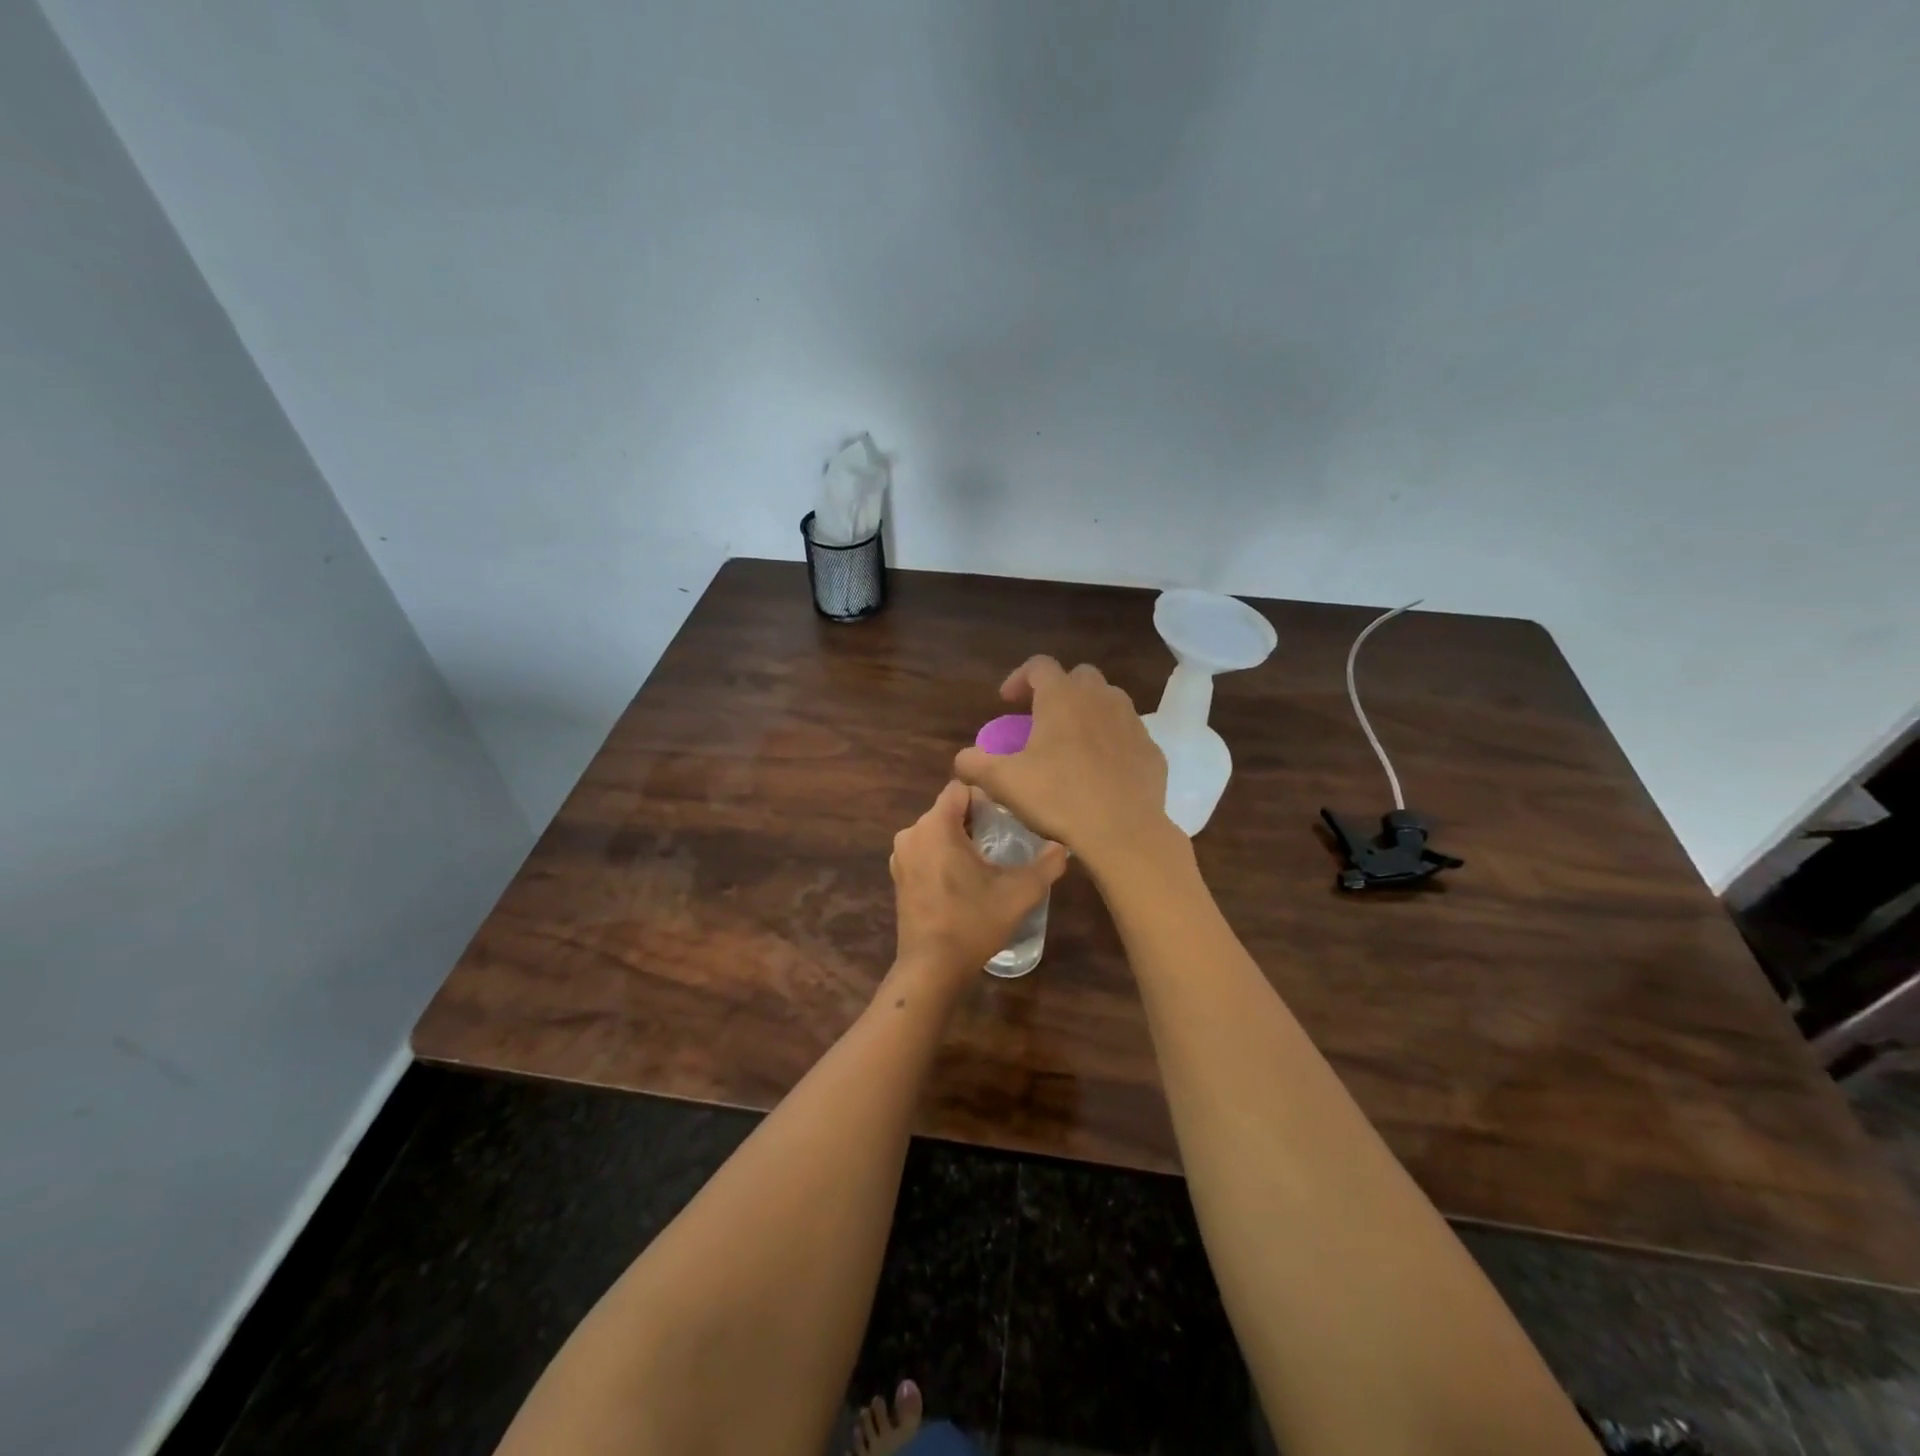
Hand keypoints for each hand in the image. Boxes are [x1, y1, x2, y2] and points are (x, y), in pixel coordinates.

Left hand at [890, 781, 1067, 978]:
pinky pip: (925, 852)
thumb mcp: (1019, 893)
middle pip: (947, 810)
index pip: (960, 789)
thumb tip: (1063, 847)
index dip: (985, 798)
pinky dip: (942, 857)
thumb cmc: (974, 921)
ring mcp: (901, 857)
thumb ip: (1046, 865)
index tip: (1005, 819)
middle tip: (1002, 842)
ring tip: (985, 863)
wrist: (932, 967)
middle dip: (974, 821)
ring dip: (958, 840)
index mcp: (936, 826)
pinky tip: (962, 882)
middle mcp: (912, 833)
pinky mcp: (898, 878)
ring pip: (935, 832)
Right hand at [952, 657, 1175, 874]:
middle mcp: (1100, 698)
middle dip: (1058, 691)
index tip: (1007, 703)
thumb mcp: (1003, 782)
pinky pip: (1127, 734)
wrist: (1123, 831)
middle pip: (1078, 677)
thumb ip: (975, 764)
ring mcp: (1132, 722)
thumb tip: (963, 759)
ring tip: (1072, 743)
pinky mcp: (1152, 750)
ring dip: (1088, 712)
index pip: (1039, 666)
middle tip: (1042, 720)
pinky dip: (1111, 741)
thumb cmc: (1058, 797)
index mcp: (1062, 697)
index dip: (1019, 678)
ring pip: (1108, 702)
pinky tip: (1101, 770)